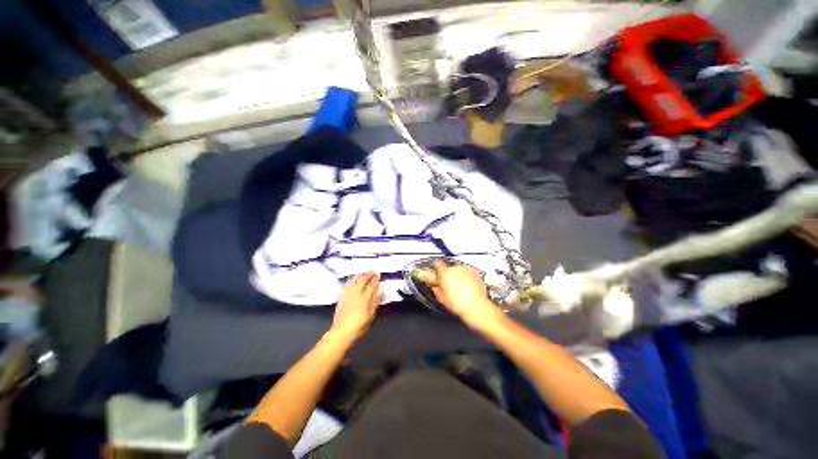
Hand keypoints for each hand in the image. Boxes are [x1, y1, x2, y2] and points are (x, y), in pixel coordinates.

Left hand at [330, 273, 383, 341]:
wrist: (341, 333)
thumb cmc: (359, 327)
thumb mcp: (370, 316)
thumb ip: (376, 302)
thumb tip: (381, 291)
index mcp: (364, 299)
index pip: (371, 286)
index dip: (375, 279)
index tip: (378, 275)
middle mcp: (355, 294)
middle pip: (362, 280)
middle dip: (368, 275)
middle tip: (373, 272)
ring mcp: (347, 295)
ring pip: (353, 281)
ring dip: (359, 275)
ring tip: (364, 273)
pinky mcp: (341, 297)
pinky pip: (346, 285)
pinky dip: (351, 281)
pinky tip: (352, 280)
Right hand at [426, 261, 503, 327]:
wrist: (476, 306)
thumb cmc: (459, 304)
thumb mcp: (441, 298)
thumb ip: (436, 288)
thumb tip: (435, 286)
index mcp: (445, 273)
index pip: (437, 264)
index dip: (436, 268)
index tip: (437, 272)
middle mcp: (455, 268)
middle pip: (449, 268)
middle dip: (449, 275)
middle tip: (449, 285)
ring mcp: (466, 269)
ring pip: (459, 270)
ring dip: (458, 275)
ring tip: (460, 287)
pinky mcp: (475, 272)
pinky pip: (468, 272)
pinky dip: (467, 277)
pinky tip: (467, 287)